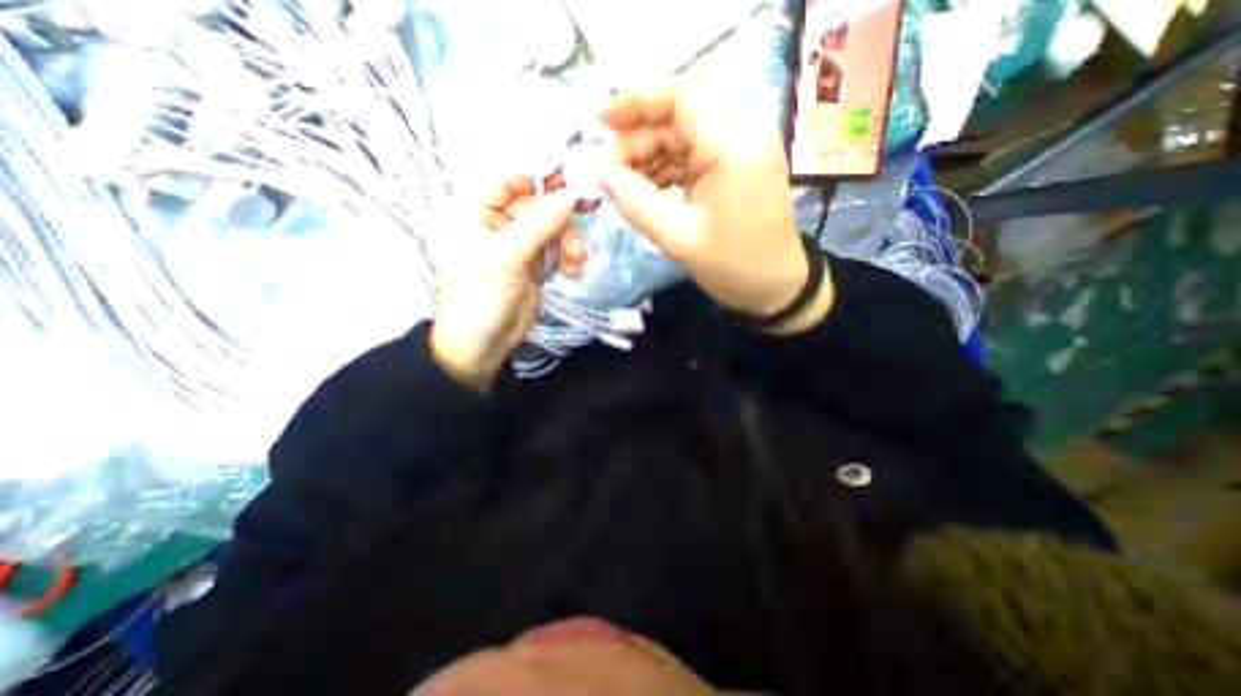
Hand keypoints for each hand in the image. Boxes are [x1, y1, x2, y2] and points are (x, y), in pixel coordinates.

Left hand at [430, 178, 584, 388]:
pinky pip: (556, 247)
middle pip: (535, 203)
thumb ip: (538, 224)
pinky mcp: (534, 262)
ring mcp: (517, 243)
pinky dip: (568, 255)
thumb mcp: (505, 258)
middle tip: (589, 209)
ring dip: (568, 240)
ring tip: (576, 260)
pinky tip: (572, 269)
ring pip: (551, 226)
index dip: (538, 177)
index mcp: (473, 212)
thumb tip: (571, 195)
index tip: (571, 178)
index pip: (507, 181)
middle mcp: (495, 223)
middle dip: (560, 215)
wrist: (485, 346)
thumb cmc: (480, 298)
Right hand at [600, 83, 832, 334]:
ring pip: (684, 134)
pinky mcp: (738, 164)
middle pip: (680, 115)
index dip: (637, 102)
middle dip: (640, 139)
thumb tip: (603, 173)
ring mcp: (743, 148)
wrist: (774, 286)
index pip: (682, 99)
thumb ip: (635, 202)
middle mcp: (744, 133)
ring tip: (626, 185)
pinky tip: (648, 188)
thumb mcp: (676, 237)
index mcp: (734, 146)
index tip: (601, 122)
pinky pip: (695, 153)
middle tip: (612, 172)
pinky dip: (667, 167)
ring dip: (651, 155)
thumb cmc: (731, 265)